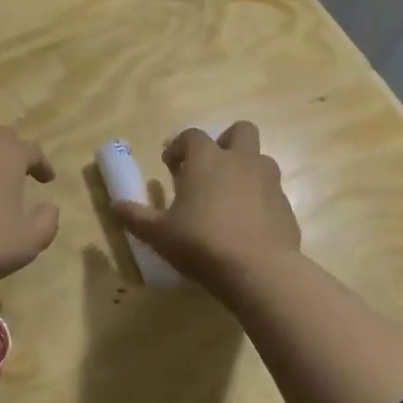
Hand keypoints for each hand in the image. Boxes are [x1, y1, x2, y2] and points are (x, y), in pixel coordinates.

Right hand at [112, 121, 300, 292]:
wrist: (260, 271)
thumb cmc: (202, 243)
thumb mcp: (159, 234)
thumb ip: (135, 217)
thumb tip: (115, 206)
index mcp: (208, 159)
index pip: (192, 136)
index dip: (179, 147)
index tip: (170, 166)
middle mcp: (241, 161)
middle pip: (240, 131)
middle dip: (225, 142)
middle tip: (209, 169)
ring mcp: (269, 182)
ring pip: (260, 160)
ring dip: (245, 171)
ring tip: (228, 199)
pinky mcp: (286, 207)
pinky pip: (271, 193)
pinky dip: (259, 201)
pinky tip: (246, 227)